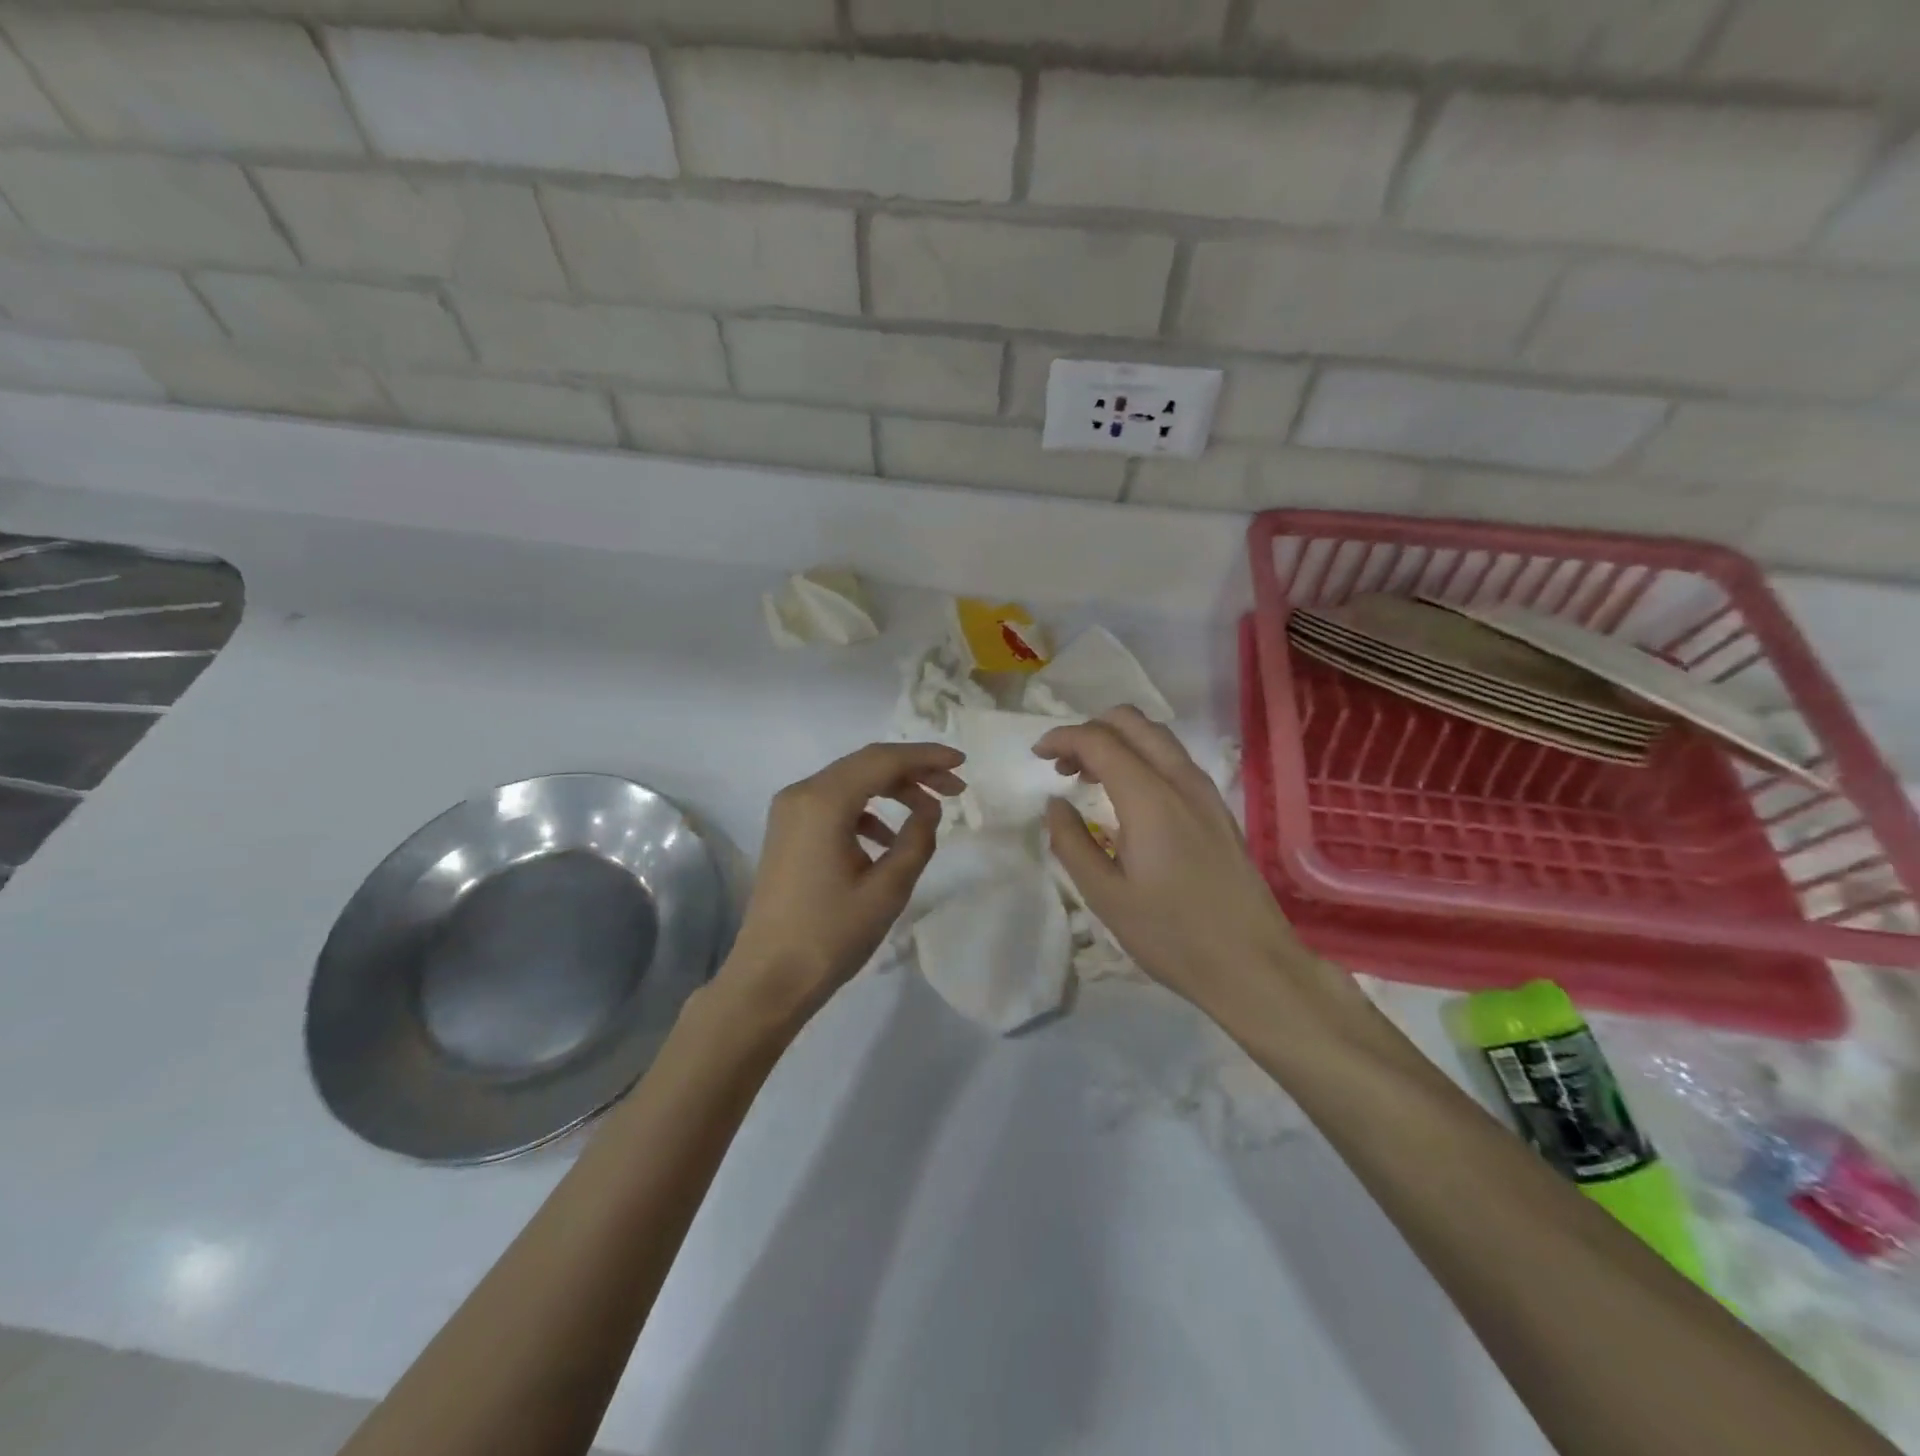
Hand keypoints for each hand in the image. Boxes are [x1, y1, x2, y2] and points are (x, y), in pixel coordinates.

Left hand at [719, 742, 965, 1026]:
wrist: (769, 978)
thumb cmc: (830, 935)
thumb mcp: (887, 890)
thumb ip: (916, 840)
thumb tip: (930, 809)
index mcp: (824, 802)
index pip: (883, 760)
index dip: (927, 757)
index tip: (963, 763)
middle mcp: (802, 793)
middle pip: (866, 764)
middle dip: (913, 771)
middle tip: (955, 789)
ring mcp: (790, 811)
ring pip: (850, 782)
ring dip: (891, 789)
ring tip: (929, 812)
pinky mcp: (788, 830)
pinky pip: (834, 804)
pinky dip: (867, 810)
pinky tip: (888, 838)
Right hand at [1035, 707, 1307, 1010]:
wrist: (1252, 964)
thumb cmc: (1171, 935)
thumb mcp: (1105, 896)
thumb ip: (1071, 842)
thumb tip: (1054, 804)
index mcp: (1149, 798)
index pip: (1099, 741)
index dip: (1062, 738)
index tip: (1036, 754)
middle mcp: (1181, 781)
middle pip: (1132, 722)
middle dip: (1090, 730)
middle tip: (1063, 764)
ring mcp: (1205, 792)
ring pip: (1157, 736)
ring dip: (1117, 741)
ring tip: (1088, 777)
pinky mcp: (1218, 808)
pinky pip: (1174, 760)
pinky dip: (1141, 757)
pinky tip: (1127, 796)